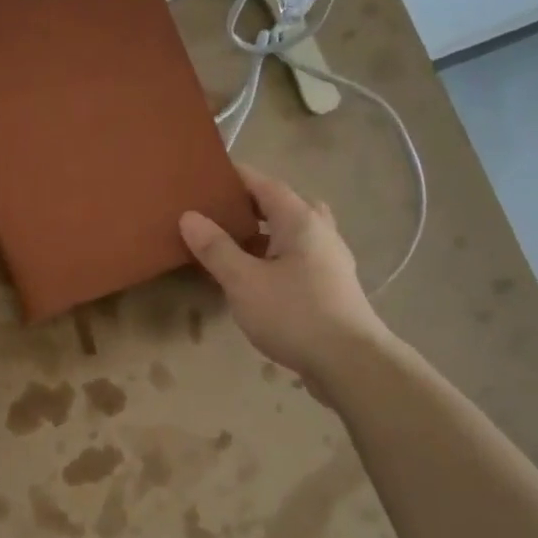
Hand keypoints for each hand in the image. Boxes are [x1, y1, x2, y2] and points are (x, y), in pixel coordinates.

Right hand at [179, 166, 384, 384]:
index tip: (209, 175)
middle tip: (221, 213)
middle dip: (252, 206)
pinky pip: (298, 259)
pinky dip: (274, 258)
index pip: (266, 185)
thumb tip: (189, 216)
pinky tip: (256, 279)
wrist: (349, 362)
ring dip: (264, 235)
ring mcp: (330, 261)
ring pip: (293, 235)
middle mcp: (320, 232)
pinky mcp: (331, 287)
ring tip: (232, 246)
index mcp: (300, 221)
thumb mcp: (244, 281)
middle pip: (284, 206)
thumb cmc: (294, 314)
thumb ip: (216, 248)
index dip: (237, 177)